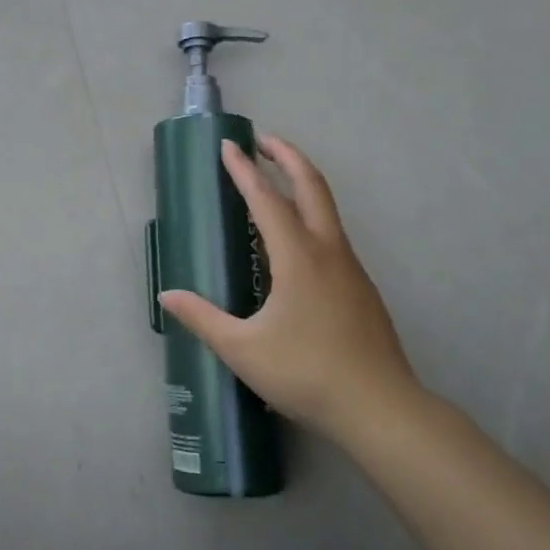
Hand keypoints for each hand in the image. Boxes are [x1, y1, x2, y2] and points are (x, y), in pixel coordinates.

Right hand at [159, 134, 420, 444]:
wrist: (382, 410)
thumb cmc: (307, 374)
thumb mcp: (243, 350)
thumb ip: (202, 318)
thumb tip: (167, 295)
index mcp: (299, 258)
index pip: (266, 200)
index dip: (244, 170)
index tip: (228, 145)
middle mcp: (328, 252)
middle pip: (311, 186)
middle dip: (287, 157)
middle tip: (263, 140)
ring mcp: (350, 269)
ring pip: (327, 209)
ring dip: (302, 183)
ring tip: (276, 181)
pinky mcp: (361, 288)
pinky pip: (331, 235)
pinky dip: (311, 215)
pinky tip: (296, 241)